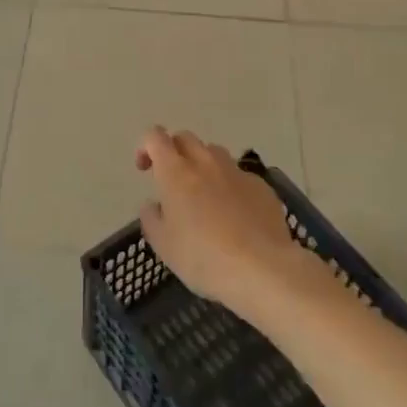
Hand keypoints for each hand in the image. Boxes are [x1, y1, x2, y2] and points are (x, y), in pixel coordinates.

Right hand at [134, 127, 304, 316]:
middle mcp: (206, 162)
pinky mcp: (261, 186)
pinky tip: (235, 215)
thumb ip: (152, 218)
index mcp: (176, 172)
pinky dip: (230, 186)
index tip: (145, 169)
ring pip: (214, 153)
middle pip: (186, 138)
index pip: (155, 137)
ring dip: (203, 165)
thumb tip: (153, 205)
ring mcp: (237, 172)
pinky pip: (239, 176)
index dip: (146, 146)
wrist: (262, 269)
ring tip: (204, 195)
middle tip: (172, 180)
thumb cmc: (203, 257)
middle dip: (175, 151)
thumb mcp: (163, 245)